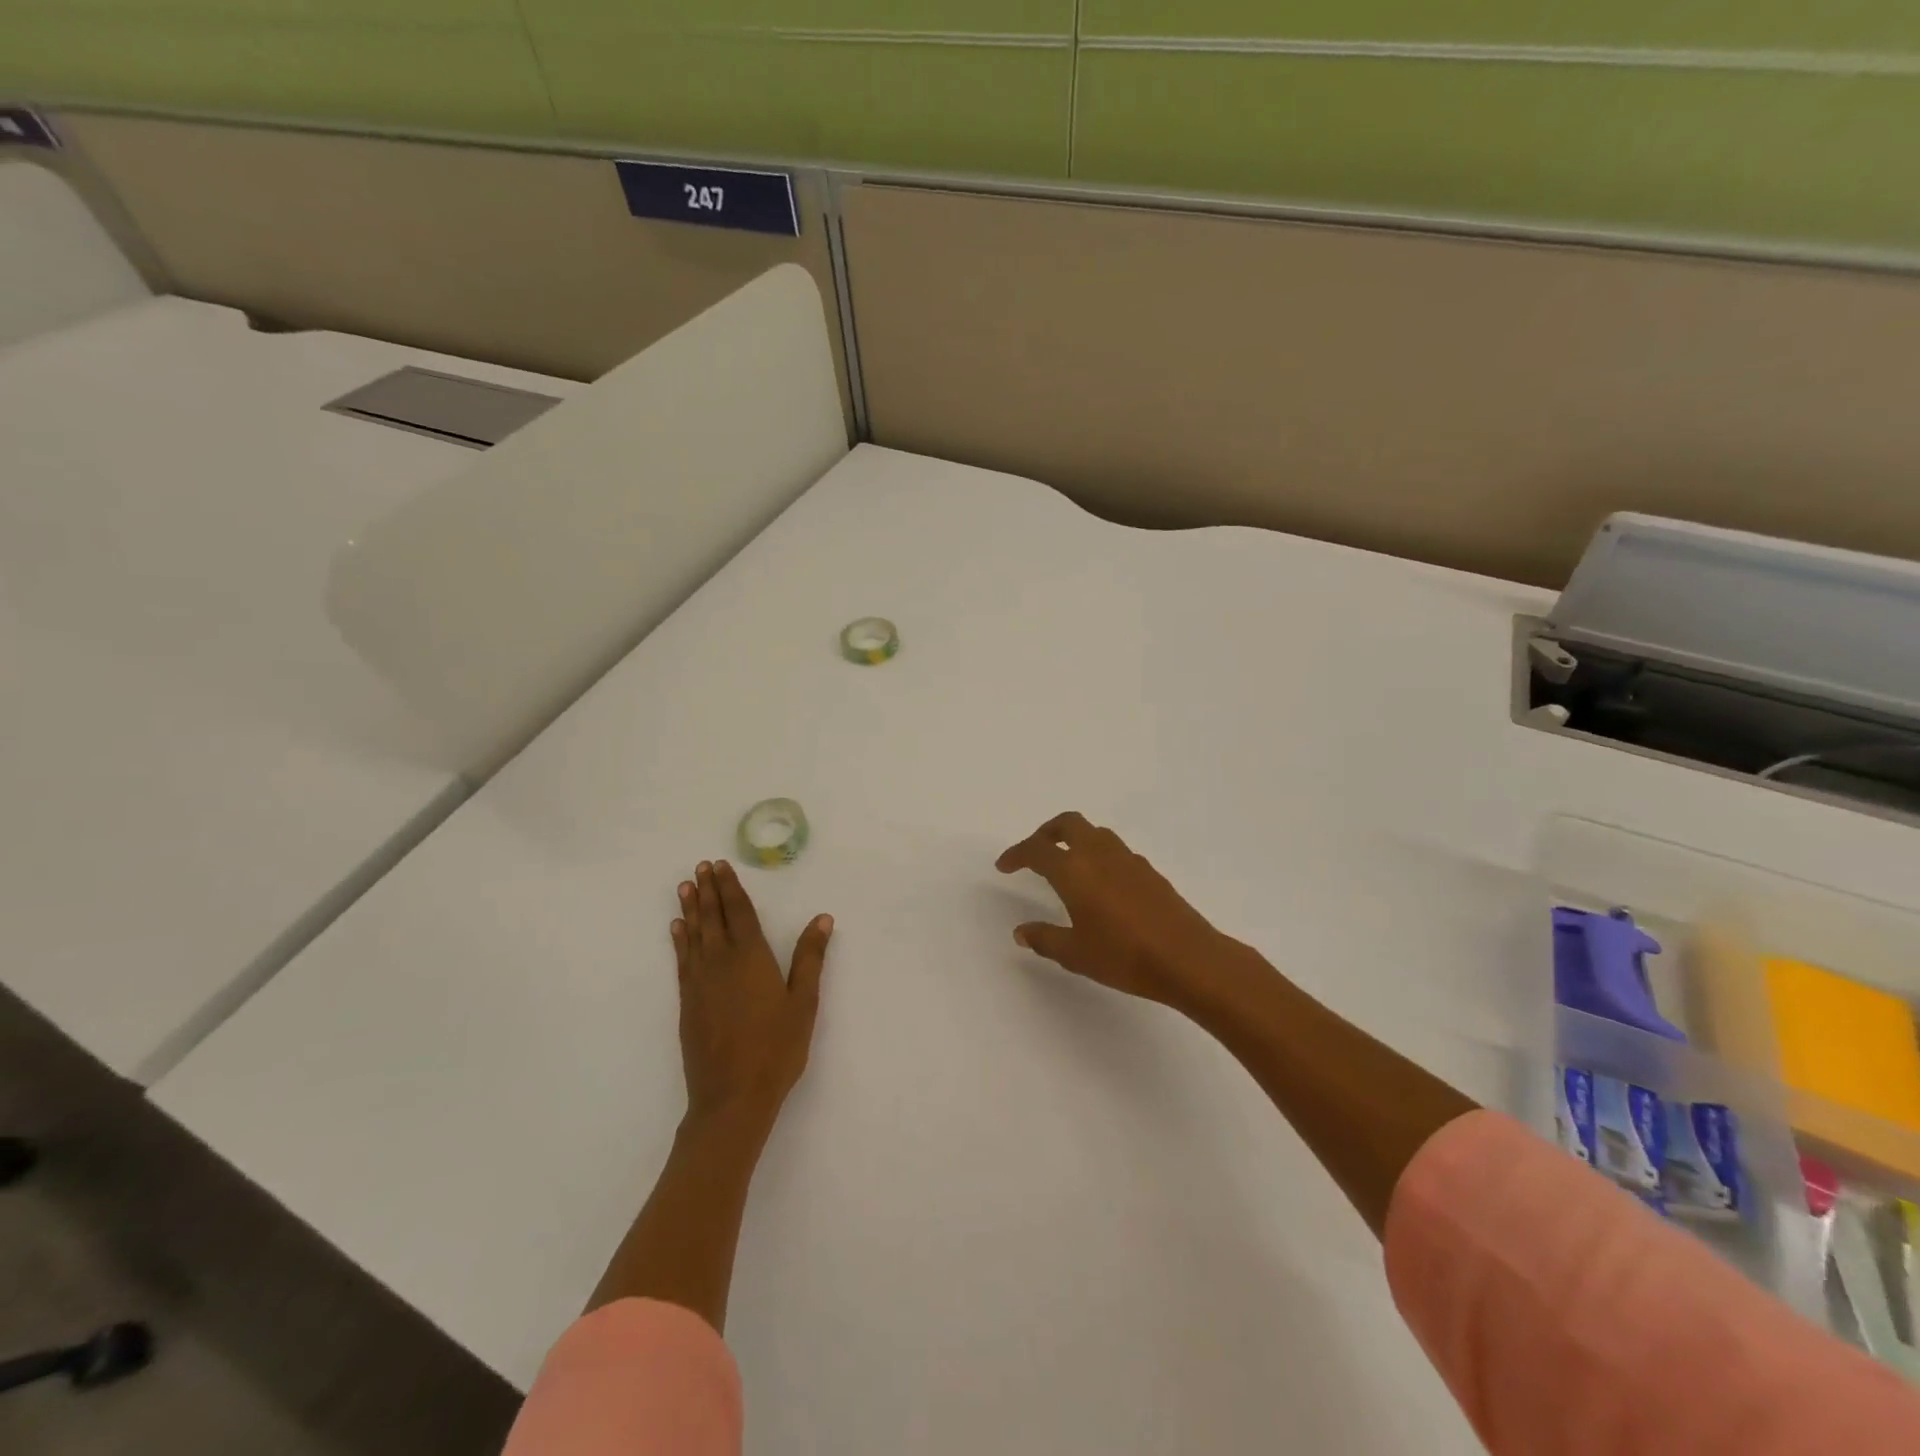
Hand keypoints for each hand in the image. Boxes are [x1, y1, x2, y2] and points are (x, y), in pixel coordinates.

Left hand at [673, 860, 832, 1134]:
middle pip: (713, 918)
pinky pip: (682, 960)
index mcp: (751, 958)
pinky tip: (677, 929)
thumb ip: (810, 958)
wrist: (731, 1098)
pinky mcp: (687, 1002)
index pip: (739, 912)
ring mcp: (699, 983)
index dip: (730, 887)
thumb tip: (822, 918)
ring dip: (691, 909)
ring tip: (685, 887)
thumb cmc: (776, 1049)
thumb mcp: (804, 1003)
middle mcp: (721, 962)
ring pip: (694, 935)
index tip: (720, 865)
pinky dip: (679, 940)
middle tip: (700, 867)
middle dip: (708, 891)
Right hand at [996, 812, 1261, 1015]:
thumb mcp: (1075, 954)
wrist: (1188, 959)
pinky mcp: (1149, 871)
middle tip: (1035, 852)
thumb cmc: (1124, 956)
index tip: (1005, 865)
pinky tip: (1101, 885)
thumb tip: (1021, 932)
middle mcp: (1099, 854)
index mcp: (1074, 870)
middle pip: (1068, 824)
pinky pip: (1115, 850)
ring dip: (1074, 839)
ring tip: (1066, 865)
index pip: (1037, 850)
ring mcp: (1128, 859)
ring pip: (1095, 833)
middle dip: (1046, 832)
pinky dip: (1098, 855)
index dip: (1017, 854)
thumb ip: (1044, 939)